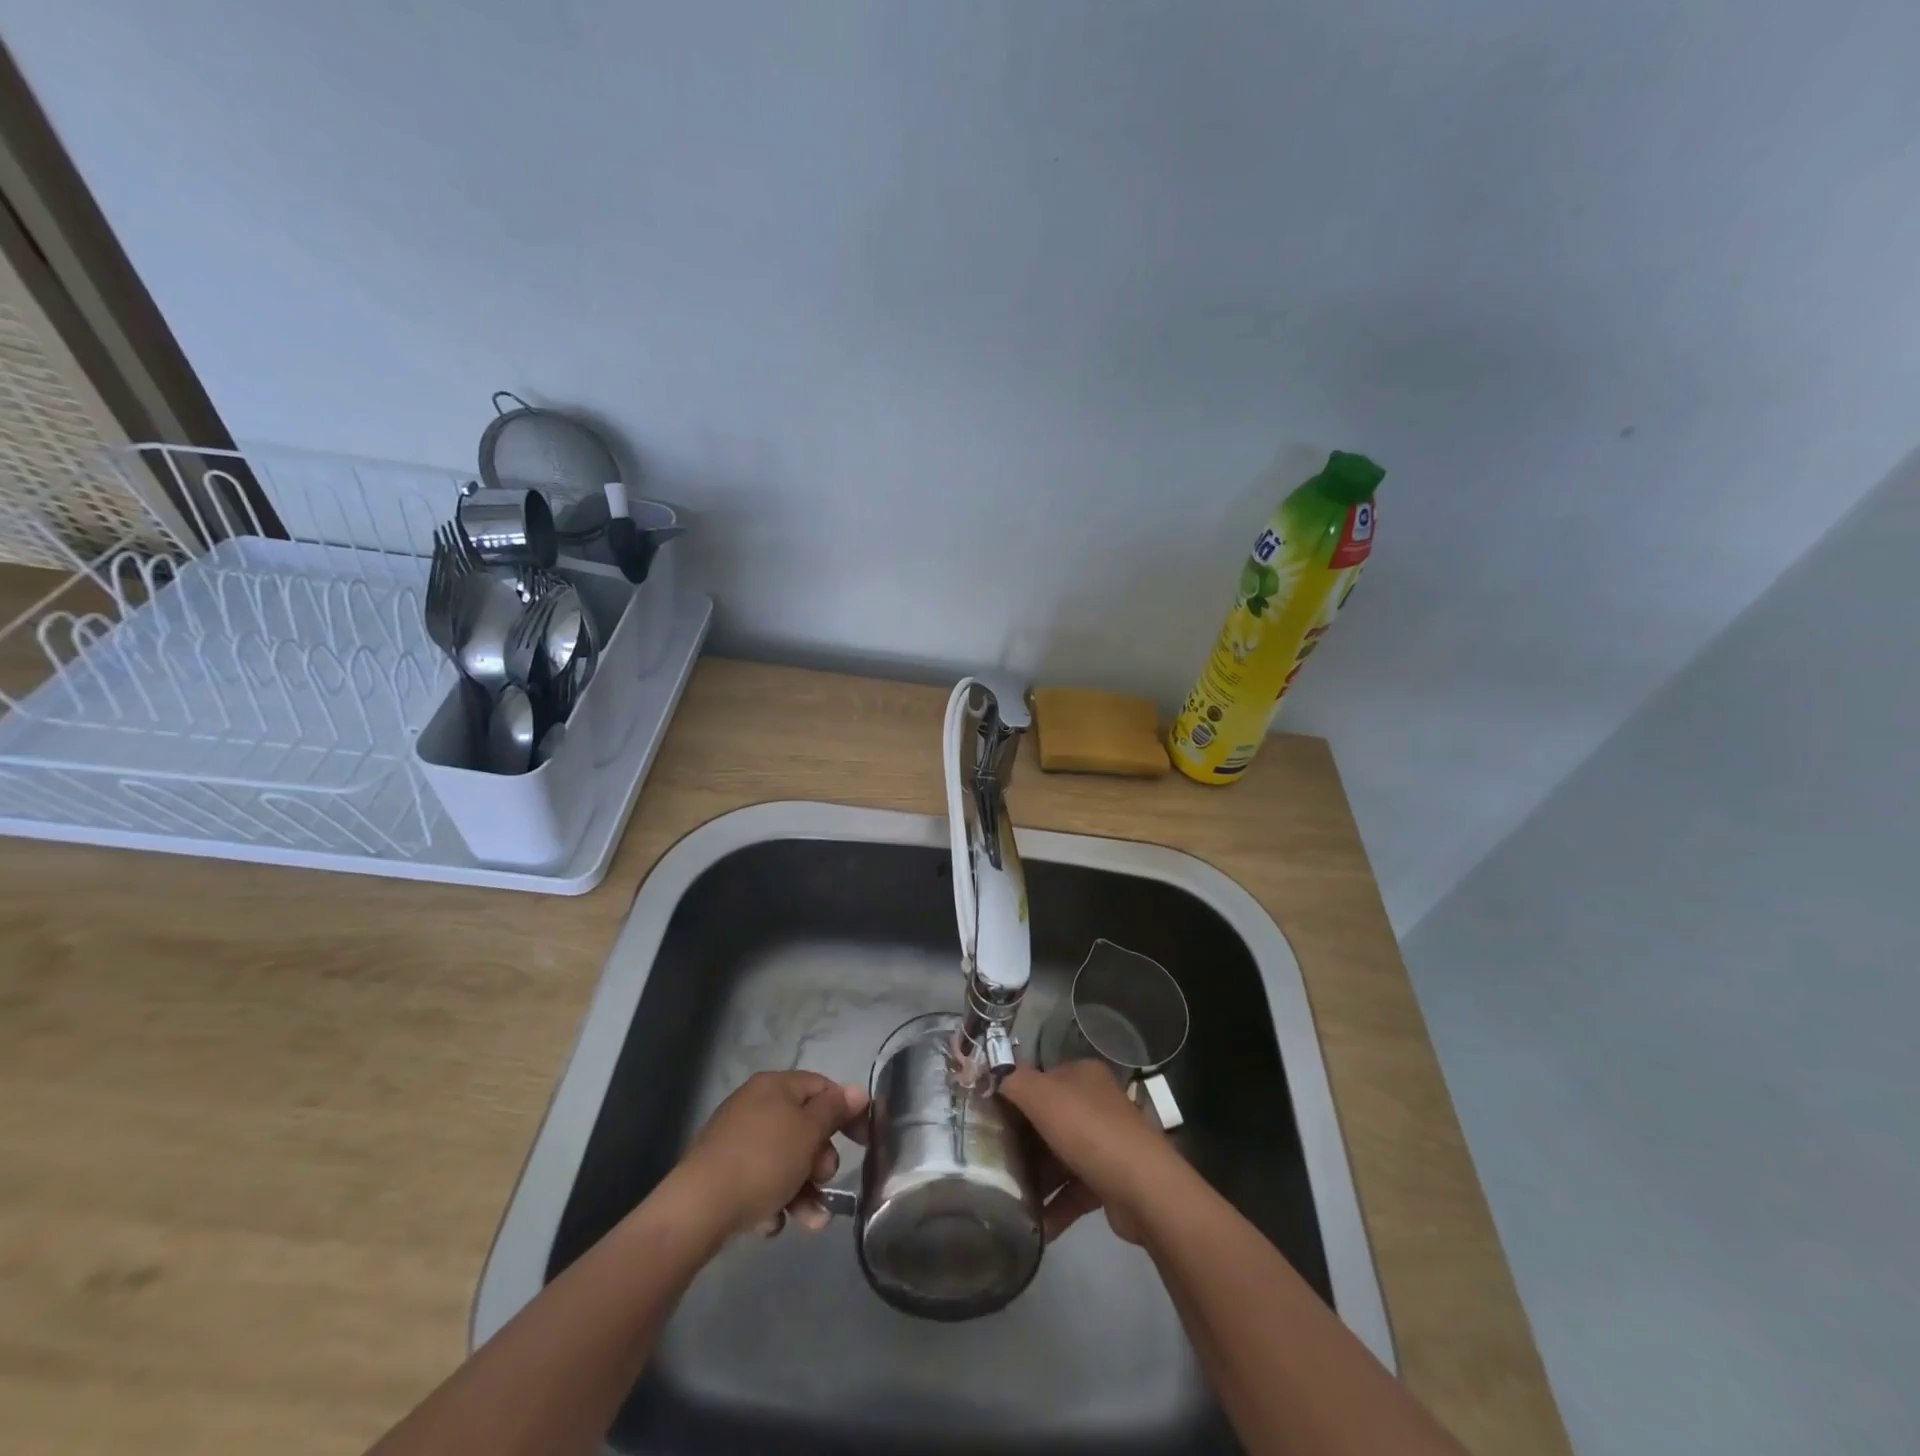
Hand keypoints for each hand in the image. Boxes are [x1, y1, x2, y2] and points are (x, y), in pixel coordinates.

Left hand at [673, 1071, 868, 1237]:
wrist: (698, 1209)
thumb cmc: (763, 1160)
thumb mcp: (808, 1132)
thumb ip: (834, 1110)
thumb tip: (857, 1091)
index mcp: (775, 1086)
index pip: (822, 1088)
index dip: (847, 1112)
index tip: (865, 1142)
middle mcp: (755, 1106)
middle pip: (804, 1128)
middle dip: (821, 1160)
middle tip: (824, 1179)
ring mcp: (737, 1140)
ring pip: (786, 1161)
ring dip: (805, 1191)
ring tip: (811, 1222)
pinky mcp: (724, 1173)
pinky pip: (762, 1182)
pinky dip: (774, 1201)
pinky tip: (771, 1223)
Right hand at [1000, 1059, 1180, 1243]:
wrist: (1143, 1189)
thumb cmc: (1088, 1131)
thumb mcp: (1042, 1095)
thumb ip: (1014, 1082)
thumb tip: (995, 1078)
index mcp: (1083, 1075)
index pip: (1040, 1079)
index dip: (1014, 1096)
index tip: (987, 1119)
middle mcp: (1096, 1103)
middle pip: (1048, 1119)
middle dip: (1022, 1141)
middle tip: (991, 1160)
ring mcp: (1105, 1143)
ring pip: (1059, 1156)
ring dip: (1036, 1177)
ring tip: (1006, 1196)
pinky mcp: (1110, 1181)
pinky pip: (1073, 1190)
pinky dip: (1054, 1206)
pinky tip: (1033, 1224)